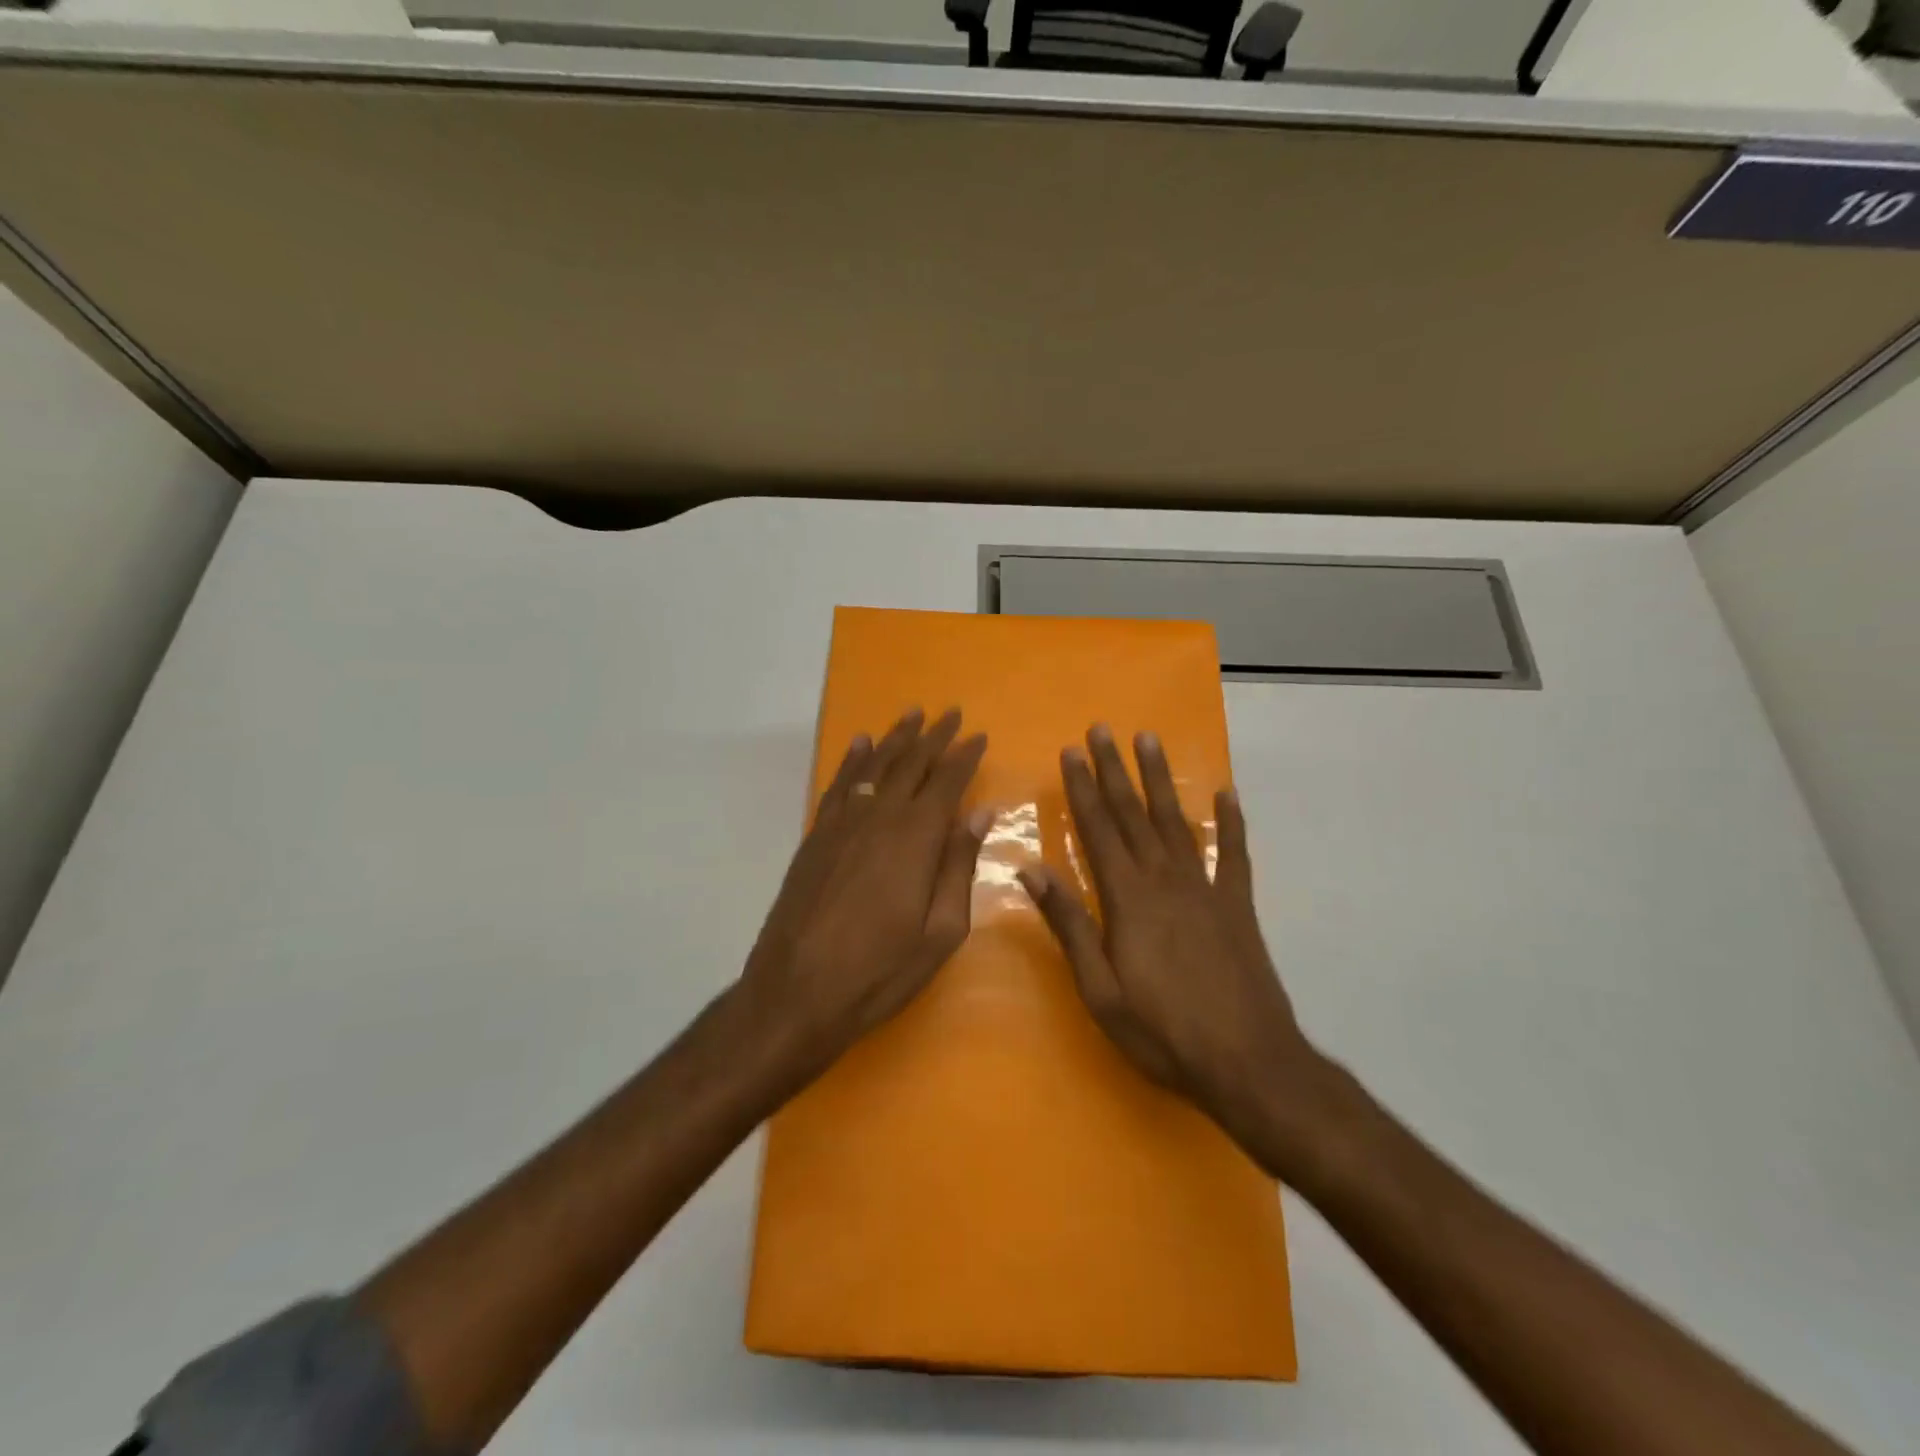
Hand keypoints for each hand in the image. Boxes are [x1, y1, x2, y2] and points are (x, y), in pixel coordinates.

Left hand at [737, 707, 991, 1089]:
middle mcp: (879, 817)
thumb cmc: (880, 969)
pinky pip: (839, 785)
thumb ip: (959, 865)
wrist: (796, 991)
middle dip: (934, 736)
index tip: (979, 735)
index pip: (947, 782)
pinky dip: (852, 761)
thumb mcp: (940, 930)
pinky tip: (860, 744)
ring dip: (895, 738)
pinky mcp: (816, 837)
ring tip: (912, 714)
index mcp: (916, 838)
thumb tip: (981, 812)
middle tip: (950, 712)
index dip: (964, 756)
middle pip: (910, 764)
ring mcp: (842, 824)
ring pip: (874, 766)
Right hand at [1019, 725, 1329, 1173]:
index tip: (1070, 752)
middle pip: (1134, 814)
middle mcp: (1165, 879)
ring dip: (1160, 780)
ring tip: (1149, 740)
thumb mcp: (1099, 989)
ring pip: (1176, 821)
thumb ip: (1069, 925)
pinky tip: (1226, 794)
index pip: (1098, 829)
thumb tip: (1031, 871)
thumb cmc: (1163, 1031)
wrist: (1248, 1062)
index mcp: (1128, 898)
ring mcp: (1206, 888)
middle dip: (1114, 769)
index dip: (1082, 788)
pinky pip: (1235, 853)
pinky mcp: (1238, 905)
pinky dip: (1231, 821)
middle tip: (1102, 729)